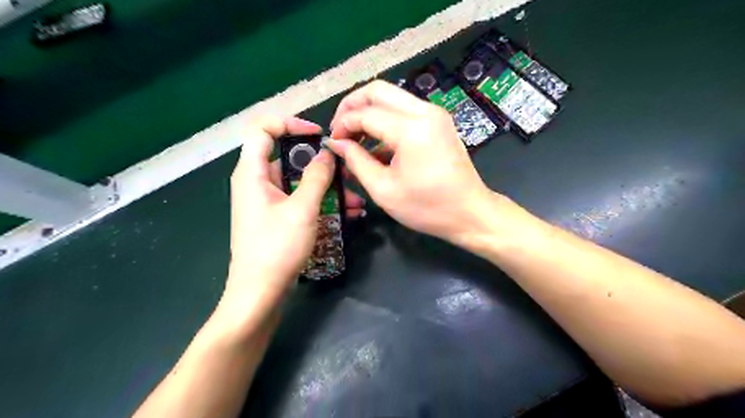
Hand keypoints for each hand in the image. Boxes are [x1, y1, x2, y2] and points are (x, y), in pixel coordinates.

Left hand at [228, 116, 364, 314]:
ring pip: (299, 184)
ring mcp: (268, 202)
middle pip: (288, 159)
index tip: (318, 135)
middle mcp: (257, 183)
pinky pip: (300, 202)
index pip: (263, 130)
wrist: (260, 293)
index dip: (290, 124)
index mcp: (253, 173)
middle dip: (321, 164)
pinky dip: (321, 204)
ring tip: (355, 200)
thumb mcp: (302, 209)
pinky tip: (348, 214)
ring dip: (327, 188)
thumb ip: (316, 176)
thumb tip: (326, 154)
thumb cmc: (277, 248)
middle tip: (347, 171)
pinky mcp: (277, 218)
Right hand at [327, 80, 492, 243]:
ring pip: (392, 97)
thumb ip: (356, 161)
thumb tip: (336, 143)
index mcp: (411, 129)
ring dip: (369, 112)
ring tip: (355, 138)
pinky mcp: (439, 122)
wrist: (470, 213)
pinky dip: (386, 120)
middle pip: (378, 90)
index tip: (332, 142)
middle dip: (352, 106)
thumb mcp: (383, 189)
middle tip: (340, 129)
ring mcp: (435, 114)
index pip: (365, 113)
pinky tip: (376, 143)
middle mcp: (425, 111)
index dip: (343, 124)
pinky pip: (405, 110)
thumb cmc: (427, 207)